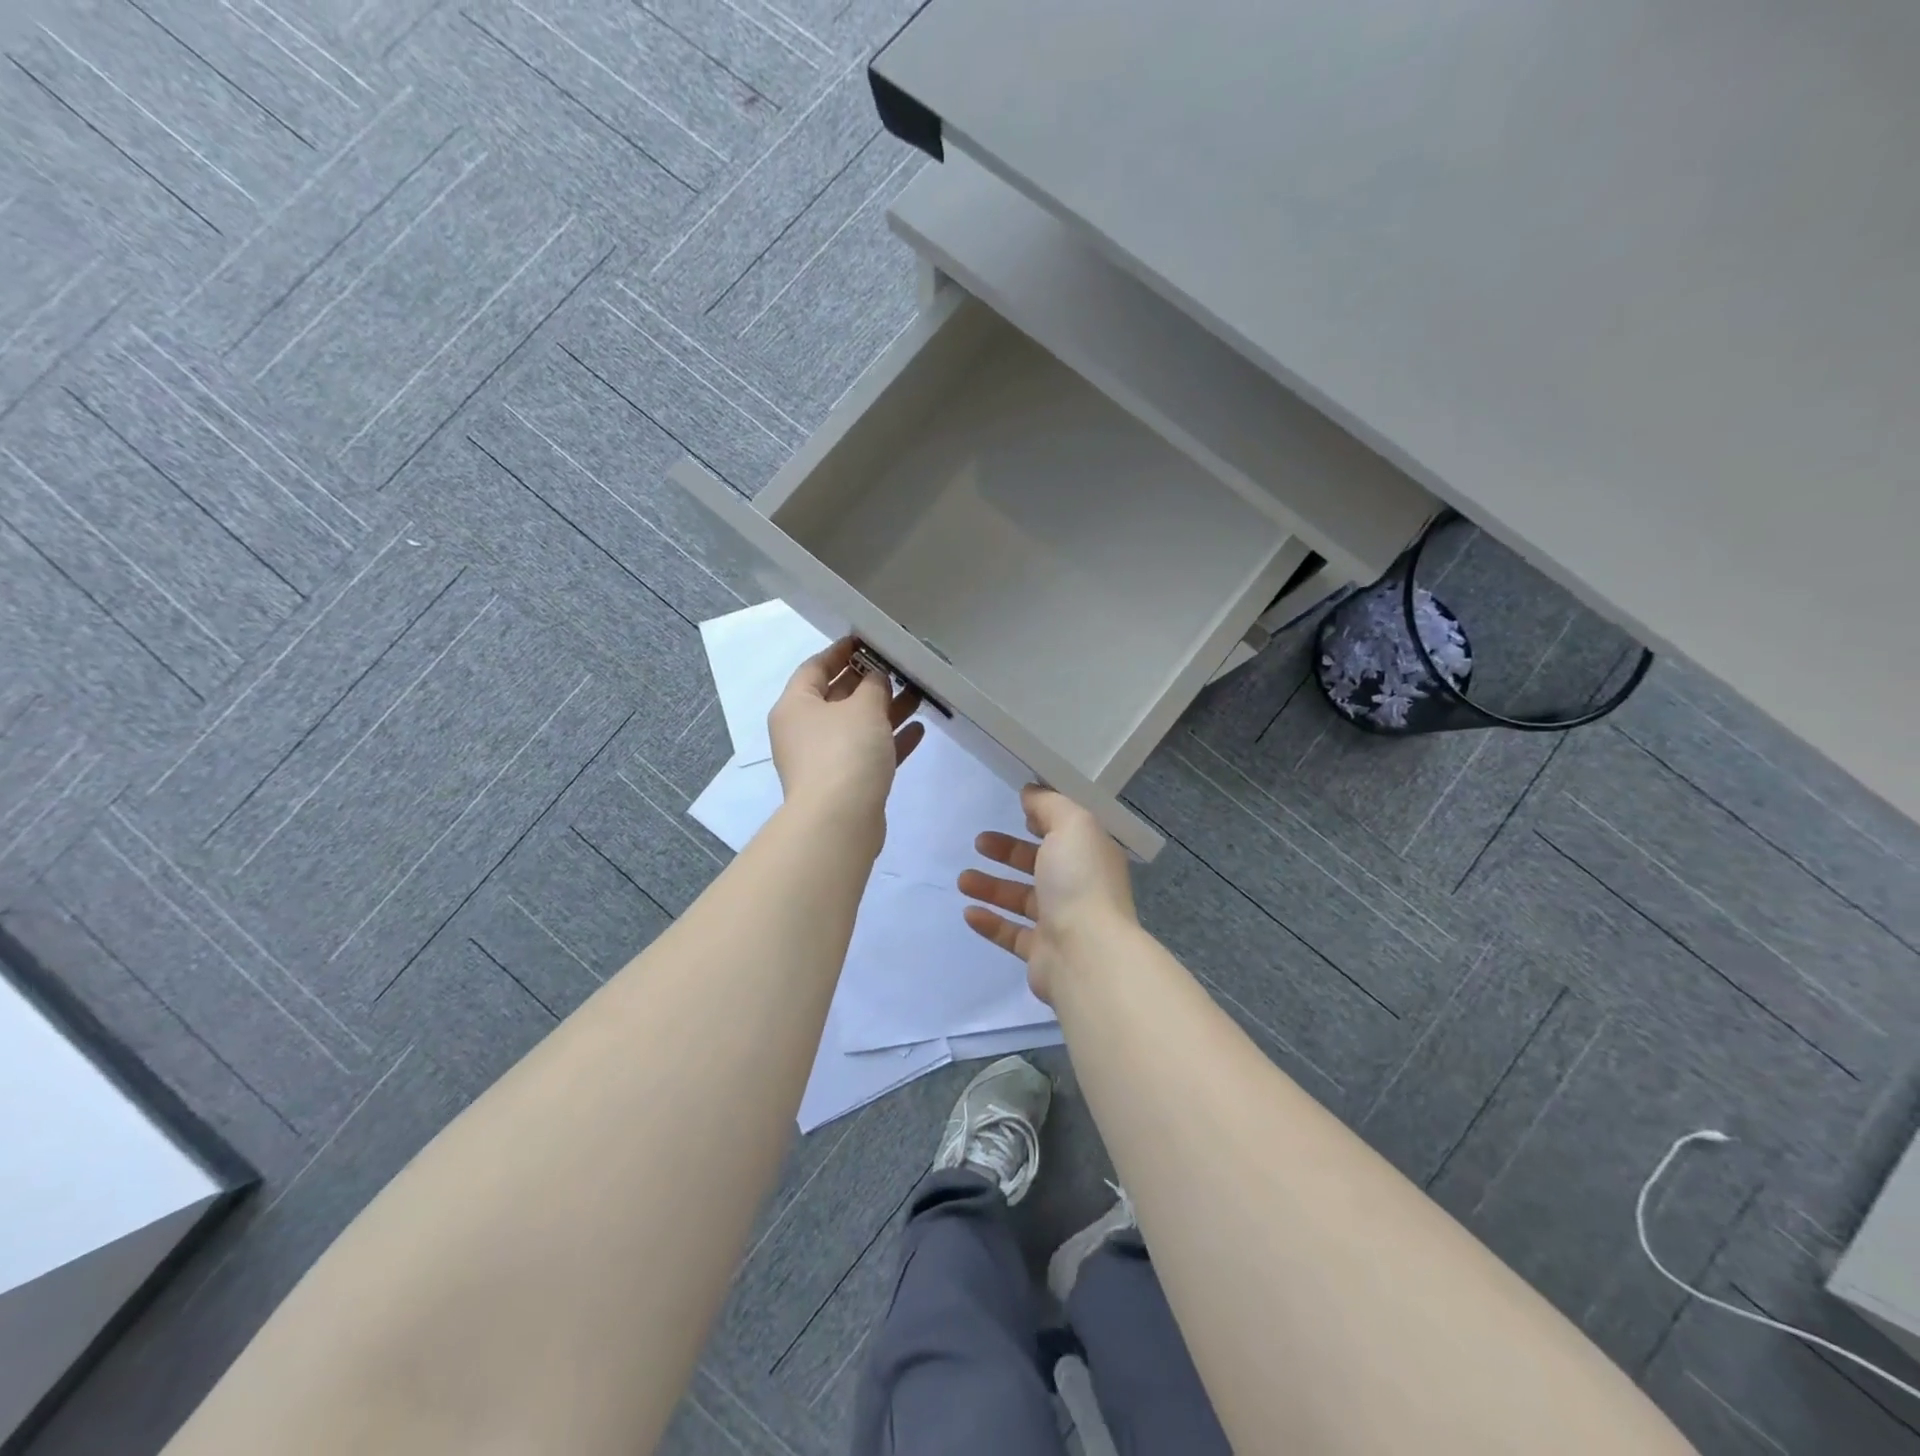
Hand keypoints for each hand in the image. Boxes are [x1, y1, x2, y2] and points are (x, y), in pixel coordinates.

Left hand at [768, 639, 923, 841]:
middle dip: (870, 681)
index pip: (815, 666)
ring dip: (886, 710)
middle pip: (838, 696)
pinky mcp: (845, 783)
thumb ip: (873, 685)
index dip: (841, 651)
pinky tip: (919, 729)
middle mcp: (804, 730)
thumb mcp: (863, 707)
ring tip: (918, 693)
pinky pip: (869, 753)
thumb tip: (876, 678)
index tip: (868, 639)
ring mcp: (824, 759)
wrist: (839, 821)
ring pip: (857, 726)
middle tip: (900, 665)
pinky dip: (890, 741)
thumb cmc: (845, 752)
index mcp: (796, 706)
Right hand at [957, 785, 1137, 1004]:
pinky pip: (1011, 933)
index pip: (1067, 832)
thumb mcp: (1071, 825)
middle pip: (1040, 864)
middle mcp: (1080, 887)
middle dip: (1009, 852)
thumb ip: (1049, 805)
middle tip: (980, 842)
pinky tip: (968, 912)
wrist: (1086, 956)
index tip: (1018, 810)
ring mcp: (1062, 923)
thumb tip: (1031, 792)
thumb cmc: (1080, 881)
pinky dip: (990, 922)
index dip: (1044, 820)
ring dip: (992, 887)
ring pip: (1022, 899)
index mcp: (1092, 856)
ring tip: (962, 880)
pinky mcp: (1042, 953)